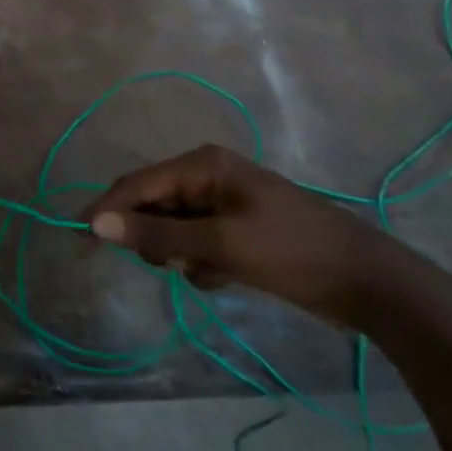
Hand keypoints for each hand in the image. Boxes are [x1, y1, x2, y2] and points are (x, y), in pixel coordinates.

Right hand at [85, 144, 426, 325]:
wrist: (373, 285)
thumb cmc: (293, 254)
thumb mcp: (220, 245)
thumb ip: (155, 233)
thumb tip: (96, 223)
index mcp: (203, 165)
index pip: (135, 185)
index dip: (104, 211)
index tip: (78, 241)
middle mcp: (208, 175)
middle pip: (150, 203)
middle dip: (149, 235)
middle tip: (160, 264)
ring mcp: (223, 202)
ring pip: (170, 226)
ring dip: (176, 252)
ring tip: (205, 270)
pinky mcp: (237, 228)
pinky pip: (194, 241)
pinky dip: (199, 262)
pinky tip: (224, 276)